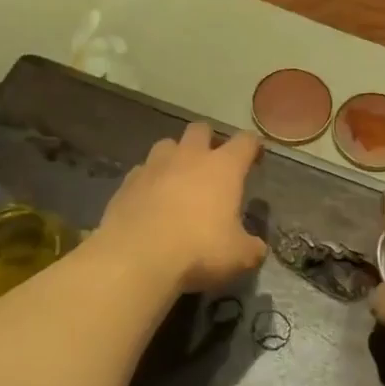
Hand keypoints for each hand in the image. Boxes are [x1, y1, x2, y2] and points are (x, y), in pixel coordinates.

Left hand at [97, 123, 266, 294]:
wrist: (136, 256)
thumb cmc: (198, 249)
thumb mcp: (238, 256)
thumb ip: (251, 248)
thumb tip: (257, 248)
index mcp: (223, 167)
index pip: (245, 141)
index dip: (252, 146)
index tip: (255, 157)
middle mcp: (189, 156)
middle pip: (200, 129)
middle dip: (208, 140)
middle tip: (212, 163)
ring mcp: (154, 165)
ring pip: (167, 144)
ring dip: (175, 156)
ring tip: (178, 178)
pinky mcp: (127, 181)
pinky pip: (142, 171)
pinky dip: (149, 180)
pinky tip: (150, 199)